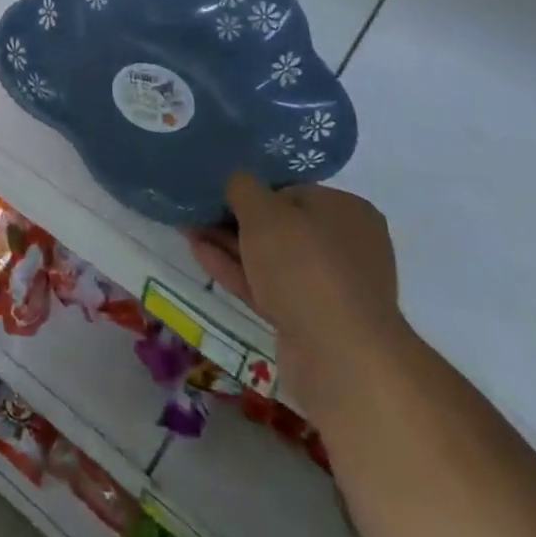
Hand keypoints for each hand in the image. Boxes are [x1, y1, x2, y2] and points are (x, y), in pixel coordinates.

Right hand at [188, 174, 403, 413]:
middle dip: (235, 220)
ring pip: (270, 258)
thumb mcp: (264, 212)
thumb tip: (236, 178)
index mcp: (347, 211)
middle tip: (196, 211)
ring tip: (188, 228)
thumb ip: (243, 187)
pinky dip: (236, 270)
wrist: (340, 357)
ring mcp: (329, 287)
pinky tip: (199, 253)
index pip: (292, 191)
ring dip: (230, 244)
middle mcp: (345, 246)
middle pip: (280, 226)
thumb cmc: (305, 267)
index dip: (253, 191)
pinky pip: (268, 286)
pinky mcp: (310, 320)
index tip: (219, 192)